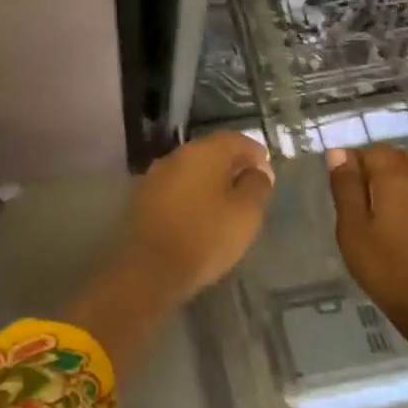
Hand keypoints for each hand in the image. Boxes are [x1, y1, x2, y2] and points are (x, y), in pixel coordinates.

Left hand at [122, 131, 275, 298]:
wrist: (149, 268)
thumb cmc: (206, 236)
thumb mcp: (246, 213)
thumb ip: (256, 186)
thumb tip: (258, 171)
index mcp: (203, 152)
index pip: (234, 139)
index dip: (254, 152)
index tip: (266, 171)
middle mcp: (176, 156)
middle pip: (210, 152)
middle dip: (230, 166)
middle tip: (247, 187)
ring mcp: (154, 176)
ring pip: (190, 171)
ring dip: (208, 182)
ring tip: (224, 205)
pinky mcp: (141, 199)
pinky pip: (174, 190)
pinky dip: (189, 196)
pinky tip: (197, 216)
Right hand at [327, 146, 407, 324]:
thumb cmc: (388, 270)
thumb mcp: (353, 231)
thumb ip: (346, 188)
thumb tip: (338, 152)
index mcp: (397, 177)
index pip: (374, 151)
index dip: (356, 162)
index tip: (345, 187)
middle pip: (402, 156)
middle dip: (381, 166)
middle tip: (365, 197)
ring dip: (405, 177)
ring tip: (389, 207)